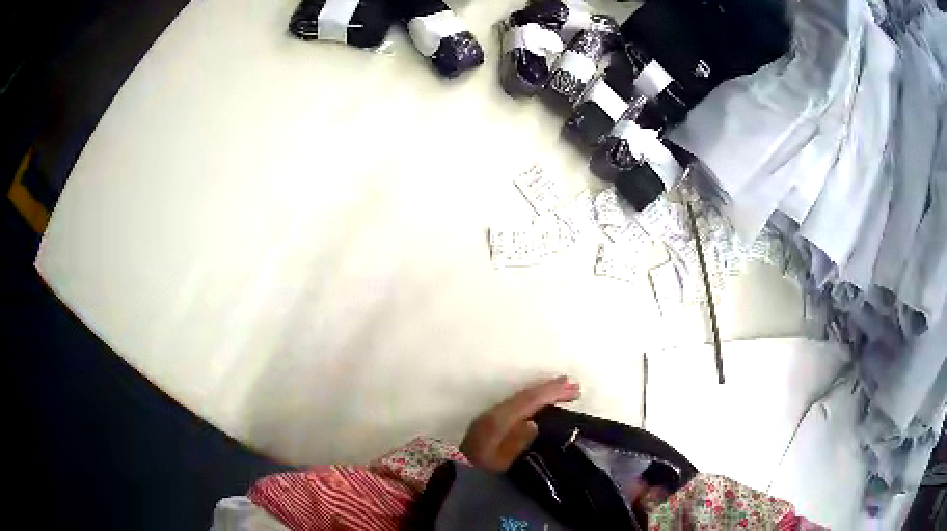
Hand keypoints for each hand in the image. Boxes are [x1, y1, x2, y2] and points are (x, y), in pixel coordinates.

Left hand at [460, 376, 580, 471]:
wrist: (456, 472)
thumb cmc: (481, 470)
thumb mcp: (499, 462)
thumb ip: (515, 443)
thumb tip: (534, 422)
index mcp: (499, 420)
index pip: (529, 401)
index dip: (552, 393)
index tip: (573, 388)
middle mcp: (496, 412)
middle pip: (526, 396)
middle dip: (551, 389)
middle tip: (575, 385)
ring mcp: (492, 414)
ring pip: (523, 398)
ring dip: (544, 392)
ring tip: (565, 389)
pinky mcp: (492, 420)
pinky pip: (519, 403)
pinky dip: (535, 398)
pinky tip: (544, 401)